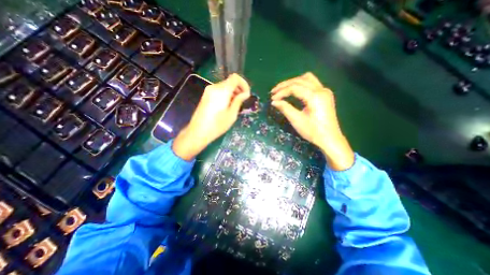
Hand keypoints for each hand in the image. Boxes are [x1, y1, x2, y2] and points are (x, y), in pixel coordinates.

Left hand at [173, 74, 249, 161]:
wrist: (198, 132)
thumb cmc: (217, 125)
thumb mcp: (231, 114)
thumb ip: (238, 101)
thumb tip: (245, 93)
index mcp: (222, 90)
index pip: (235, 78)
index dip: (244, 84)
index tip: (246, 95)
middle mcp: (214, 87)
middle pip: (230, 81)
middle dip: (239, 89)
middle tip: (243, 101)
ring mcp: (208, 91)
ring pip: (225, 86)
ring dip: (233, 92)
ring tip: (236, 105)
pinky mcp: (206, 96)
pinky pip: (219, 91)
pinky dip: (226, 95)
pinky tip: (228, 105)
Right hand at [270, 73, 354, 170]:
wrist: (330, 139)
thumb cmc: (313, 131)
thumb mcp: (297, 120)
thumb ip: (285, 108)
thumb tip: (274, 102)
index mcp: (315, 96)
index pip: (294, 88)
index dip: (281, 92)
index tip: (272, 98)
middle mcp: (321, 89)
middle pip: (300, 80)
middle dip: (285, 85)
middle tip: (274, 92)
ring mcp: (325, 91)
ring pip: (307, 79)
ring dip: (293, 82)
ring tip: (283, 90)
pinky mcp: (325, 95)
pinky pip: (311, 83)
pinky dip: (301, 84)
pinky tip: (294, 91)